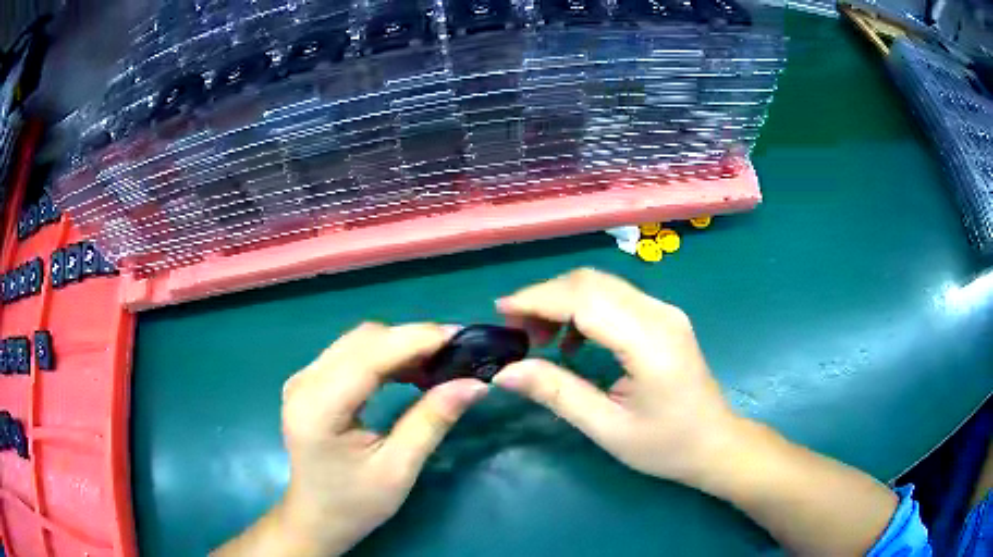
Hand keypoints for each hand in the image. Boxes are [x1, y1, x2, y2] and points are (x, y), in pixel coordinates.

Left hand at [271, 323, 488, 555]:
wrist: (317, 517)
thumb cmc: (356, 504)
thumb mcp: (399, 469)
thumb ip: (432, 421)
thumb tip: (474, 384)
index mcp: (318, 408)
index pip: (369, 356)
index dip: (415, 339)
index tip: (461, 336)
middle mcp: (304, 383)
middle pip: (363, 340)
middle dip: (412, 340)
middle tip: (456, 353)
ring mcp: (303, 379)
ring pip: (358, 342)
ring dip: (400, 345)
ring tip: (439, 362)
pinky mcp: (310, 382)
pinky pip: (351, 354)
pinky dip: (385, 356)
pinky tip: (410, 371)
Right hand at [493, 268, 741, 484]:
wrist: (715, 443)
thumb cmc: (666, 445)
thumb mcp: (608, 429)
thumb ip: (557, 394)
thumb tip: (506, 372)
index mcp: (650, 342)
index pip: (585, 300)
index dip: (538, 299)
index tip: (500, 312)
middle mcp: (660, 314)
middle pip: (592, 282)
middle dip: (546, 297)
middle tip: (516, 330)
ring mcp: (665, 311)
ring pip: (602, 285)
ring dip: (563, 301)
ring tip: (539, 338)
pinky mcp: (664, 318)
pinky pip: (615, 298)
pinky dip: (584, 309)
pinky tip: (573, 342)